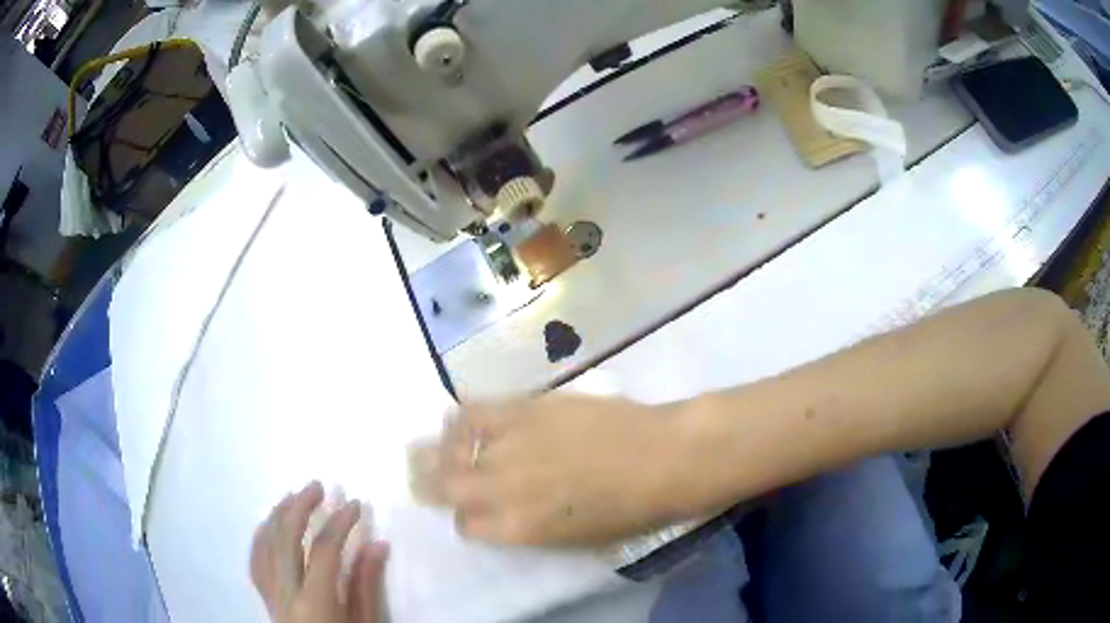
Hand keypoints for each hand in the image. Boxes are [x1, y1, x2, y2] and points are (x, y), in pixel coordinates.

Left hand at [250, 482, 388, 622]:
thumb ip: (367, 584)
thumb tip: (378, 543)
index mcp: (314, 602)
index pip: (323, 550)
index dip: (339, 522)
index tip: (355, 504)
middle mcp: (285, 593)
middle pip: (285, 538)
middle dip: (300, 507)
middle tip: (317, 486)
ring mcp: (270, 594)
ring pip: (265, 544)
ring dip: (277, 515)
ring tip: (291, 496)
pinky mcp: (264, 597)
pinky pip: (255, 561)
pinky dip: (260, 537)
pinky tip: (267, 524)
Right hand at [423, 394, 707, 545]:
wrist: (663, 458)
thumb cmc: (630, 512)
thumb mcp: (575, 539)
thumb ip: (529, 528)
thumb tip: (503, 514)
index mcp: (516, 528)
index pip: (466, 526)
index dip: (464, 520)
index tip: (469, 514)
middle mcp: (500, 488)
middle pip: (442, 485)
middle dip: (427, 483)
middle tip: (421, 476)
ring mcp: (509, 443)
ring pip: (449, 445)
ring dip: (435, 448)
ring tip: (431, 446)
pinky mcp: (523, 408)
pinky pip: (474, 410)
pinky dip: (459, 416)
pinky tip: (457, 417)